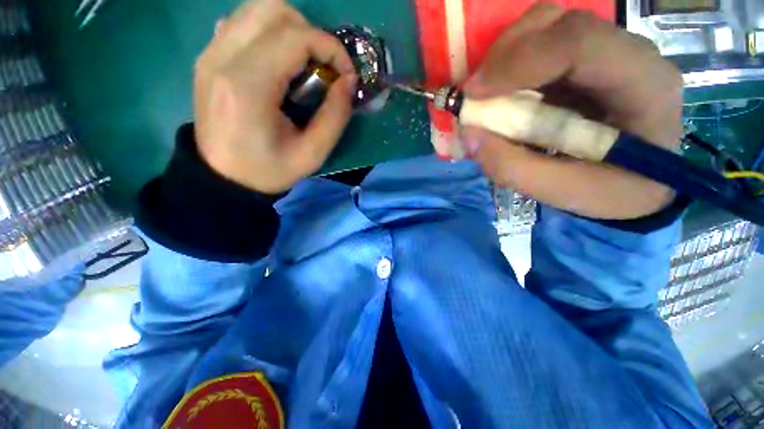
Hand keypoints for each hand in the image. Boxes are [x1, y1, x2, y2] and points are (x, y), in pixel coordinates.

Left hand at [193, 0, 356, 193]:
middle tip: (323, 68)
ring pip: (256, 8)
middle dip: (311, 33)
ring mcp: (211, 53)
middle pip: (274, 9)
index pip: (295, 36)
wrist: (222, 178)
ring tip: (302, 64)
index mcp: (249, 86)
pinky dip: (269, 33)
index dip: (331, 48)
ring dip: (291, 30)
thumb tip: (349, 82)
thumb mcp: (313, 154)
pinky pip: (242, 23)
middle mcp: (223, 58)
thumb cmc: (269, 170)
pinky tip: (277, 63)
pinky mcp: (208, 57)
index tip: (346, 74)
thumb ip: (335, 116)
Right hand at [463, 3, 683, 219]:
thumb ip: (513, 168)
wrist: (639, 183)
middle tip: (474, 96)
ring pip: (546, 25)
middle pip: (559, 22)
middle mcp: (629, 52)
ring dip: (504, 58)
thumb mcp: (563, 192)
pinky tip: (501, 93)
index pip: (579, 43)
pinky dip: (509, 65)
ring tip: (485, 96)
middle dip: (505, 56)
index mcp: (643, 84)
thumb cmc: (612, 192)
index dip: (518, 62)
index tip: (473, 95)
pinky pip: (539, 43)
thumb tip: (469, 135)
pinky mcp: (584, 59)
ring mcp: (607, 50)